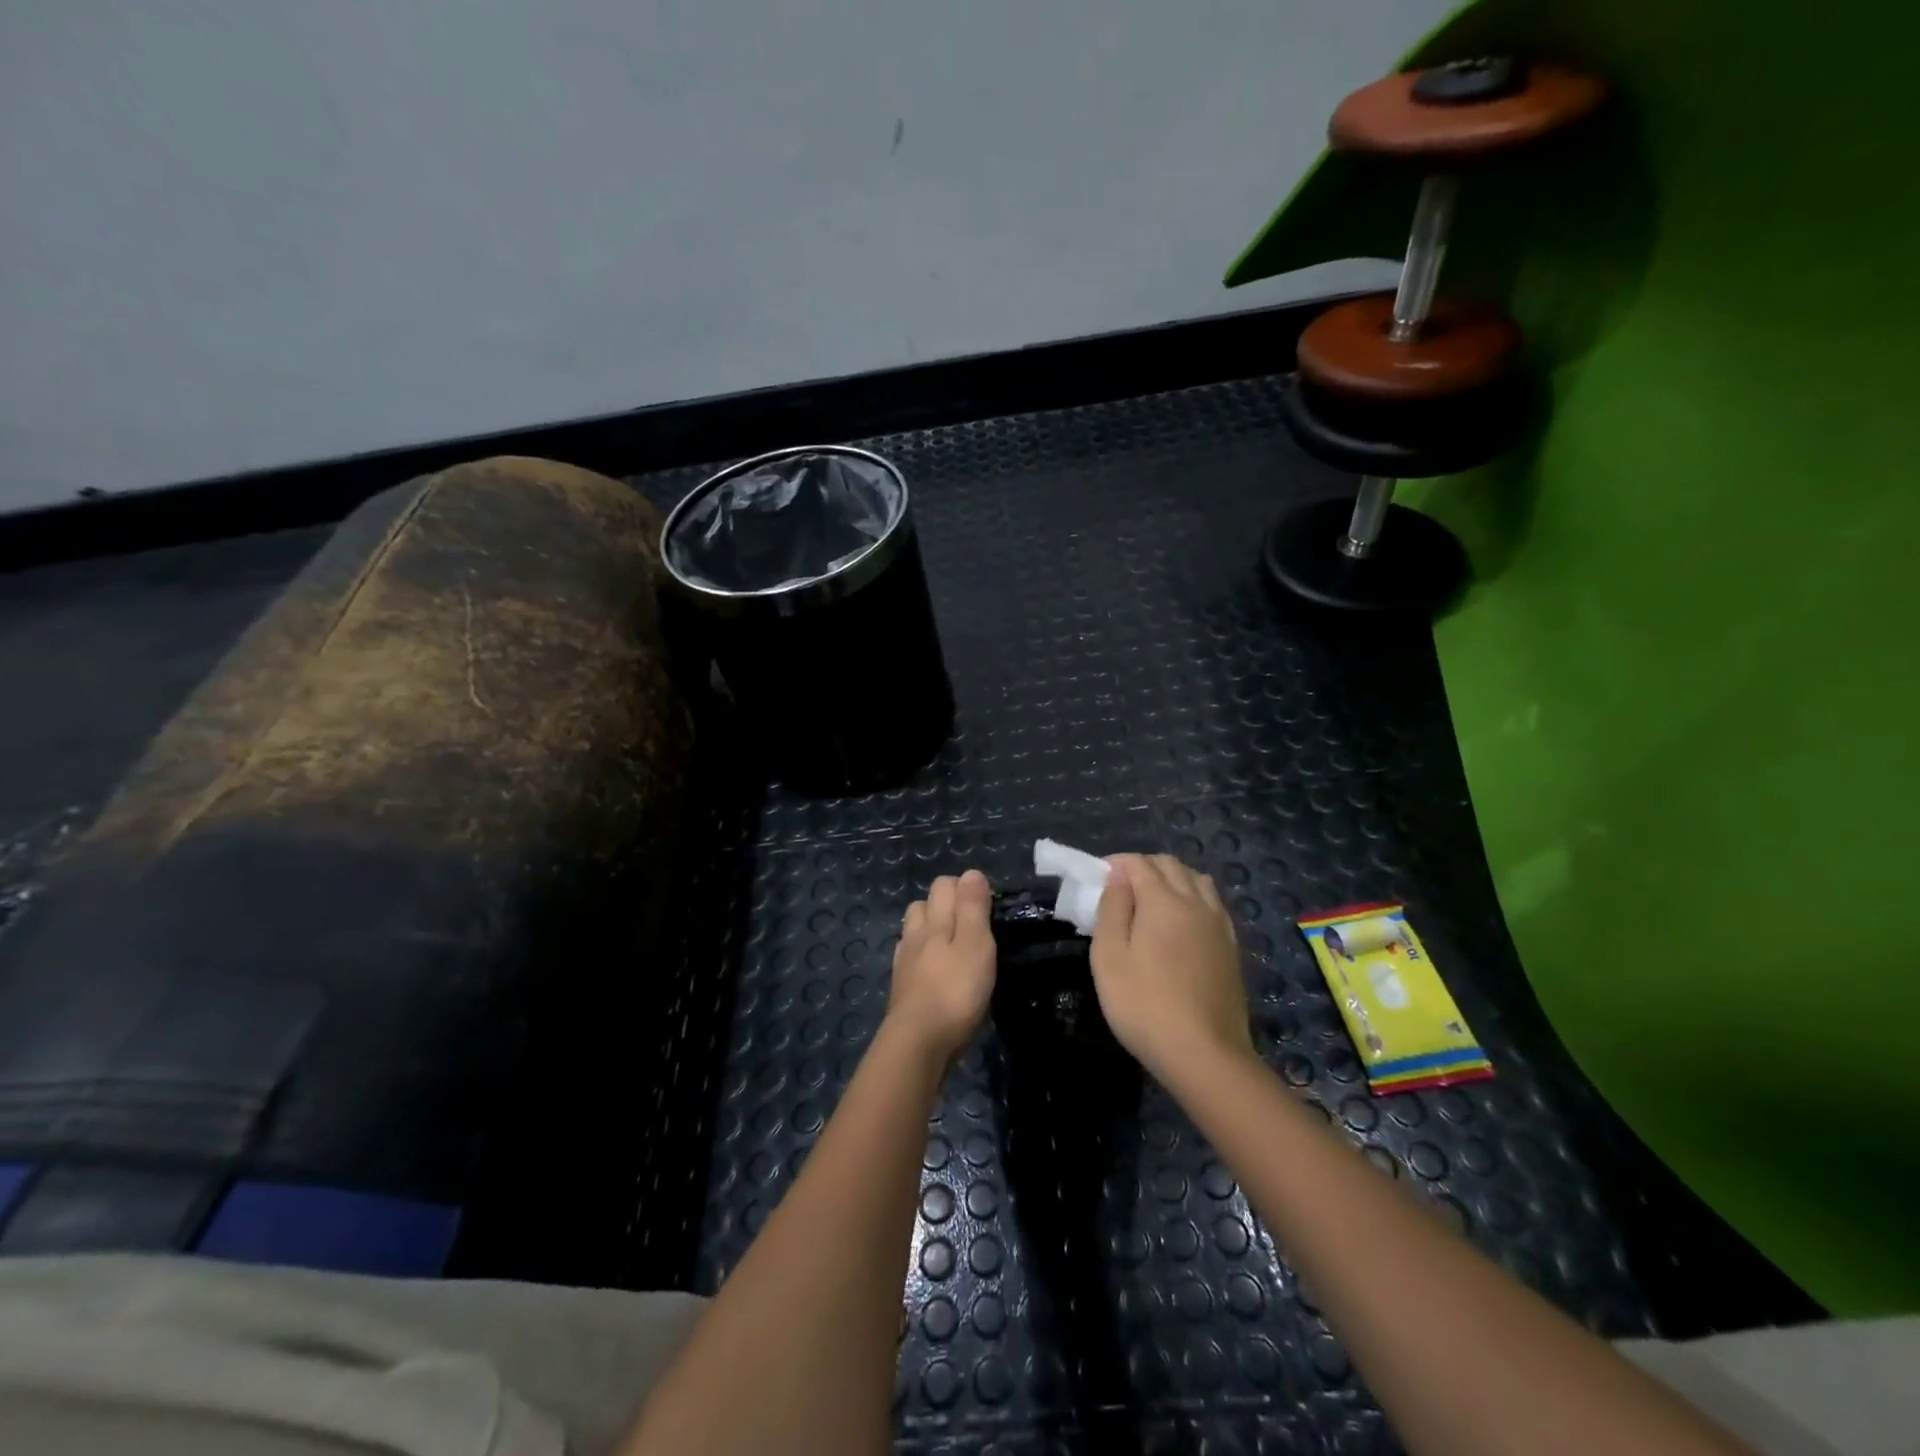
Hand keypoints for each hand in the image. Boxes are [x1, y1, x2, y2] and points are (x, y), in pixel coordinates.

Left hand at [885, 870, 996, 1063]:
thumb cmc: (955, 991)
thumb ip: (973, 908)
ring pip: (914, 932)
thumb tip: (971, 873)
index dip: (965, 887)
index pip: (944, 886)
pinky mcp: (902, 989)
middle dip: (944, 904)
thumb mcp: (976, 945)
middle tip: (972, 924)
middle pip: (924, 905)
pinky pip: (910, 960)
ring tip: (953, 946)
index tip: (988, 905)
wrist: (918, 1043)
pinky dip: (923, 958)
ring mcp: (904, 963)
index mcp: (935, 921)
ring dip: (930, 930)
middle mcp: (915, 935)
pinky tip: (935, 972)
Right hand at [1090, 854, 1252, 1085]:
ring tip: (1152, 900)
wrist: (1205, 1054)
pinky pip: (1213, 903)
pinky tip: (1183, 921)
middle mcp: (1196, 903)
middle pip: (1171, 865)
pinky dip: (1194, 897)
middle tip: (1120, 889)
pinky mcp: (1231, 946)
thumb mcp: (1109, 957)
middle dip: (1143, 866)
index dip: (1116, 863)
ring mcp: (1218, 924)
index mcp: (1163, 901)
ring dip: (1172, 878)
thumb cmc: (1144, 1005)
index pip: (1139, 863)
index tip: (1098, 877)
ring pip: (1197, 880)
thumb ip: (1112, 909)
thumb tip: (1118, 877)